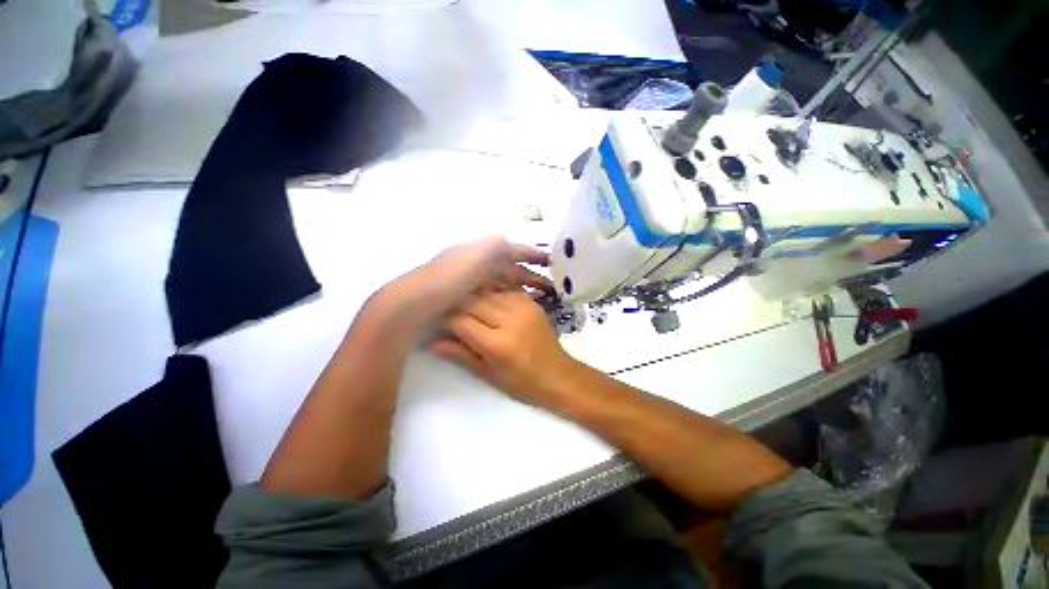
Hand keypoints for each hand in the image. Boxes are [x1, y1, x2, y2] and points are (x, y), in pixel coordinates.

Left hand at [420, 235, 551, 302]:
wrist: (413, 304)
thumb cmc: (446, 280)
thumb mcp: (472, 257)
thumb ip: (492, 247)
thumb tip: (507, 238)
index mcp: (479, 252)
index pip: (511, 250)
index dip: (531, 254)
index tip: (550, 261)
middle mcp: (476, 264)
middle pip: (508, 267)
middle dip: (529, 274)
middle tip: (549, 286)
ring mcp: (469, 282)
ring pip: (502, 282)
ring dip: (520, 287)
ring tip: (537, 298)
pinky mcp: (464, 298)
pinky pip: (492, 294)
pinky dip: (505, 298)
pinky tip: (512, 306)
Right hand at [431, 290, 579, 406]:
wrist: (559, 375)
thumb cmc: (523, 384)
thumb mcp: (489, 374)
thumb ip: (461, 354)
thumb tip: (432, 342)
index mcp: (497, 343)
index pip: (461, 321)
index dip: (444, 319)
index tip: (435, 320)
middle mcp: (509, 319)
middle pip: (473, 301)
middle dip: (456, 304)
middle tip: (446, 310)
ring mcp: (523, 307)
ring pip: (487, 291)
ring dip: (472, 295)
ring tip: (462, 301)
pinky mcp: (531, 302)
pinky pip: (505, 289)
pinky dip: (491, 292)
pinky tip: (484, 297)